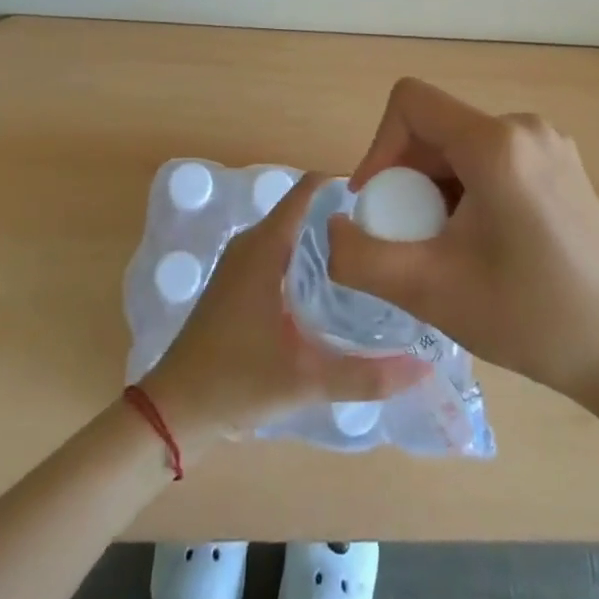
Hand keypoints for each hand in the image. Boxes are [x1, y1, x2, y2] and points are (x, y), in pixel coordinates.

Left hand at [143, 171, 429, 452]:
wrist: (174, 411)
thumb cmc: (236, 382)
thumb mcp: (306, 379)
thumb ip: (366, 375)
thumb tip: (424, 367)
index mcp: (264, 247)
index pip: (308, 191)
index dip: (344, 187)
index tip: (384, 201)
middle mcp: (251, 243)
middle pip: (304, 212)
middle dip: (343, 218)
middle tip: (388, 236)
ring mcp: (241, 262)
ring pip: (292, 234)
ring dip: (325, 241)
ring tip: (370, 259)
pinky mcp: (237, 283)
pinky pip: (280, 253)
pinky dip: (307, 259)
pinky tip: (333, 289)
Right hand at [327, 78, 598, 405]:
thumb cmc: (526, 317)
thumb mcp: (428, 290)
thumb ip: (360, 257)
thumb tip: (332, 228)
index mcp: (496, 143)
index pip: (410, 102)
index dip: (379, 146)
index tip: (380, 203)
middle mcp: (525, 126)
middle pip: (436, 126)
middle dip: (409, 175)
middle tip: (412, 236)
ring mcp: (550, 142)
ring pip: (462, 143)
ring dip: (437, 185)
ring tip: (448, 244)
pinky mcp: (563, 163)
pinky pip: (493, 155)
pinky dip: (469, 186)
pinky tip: (484, 240)